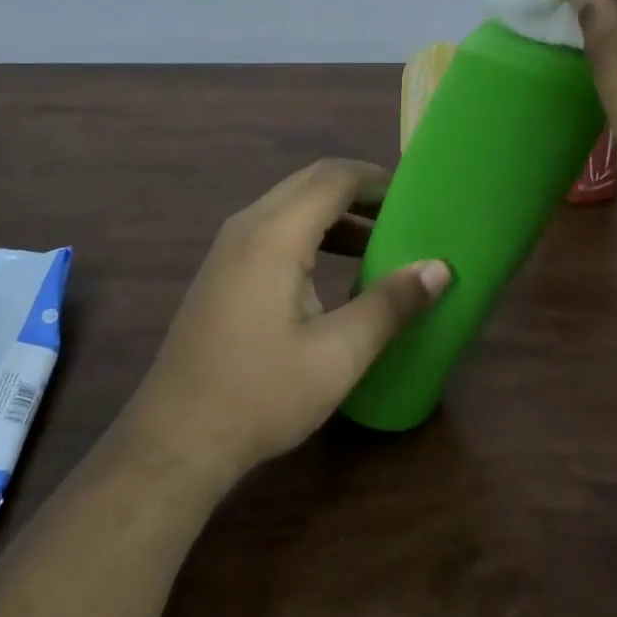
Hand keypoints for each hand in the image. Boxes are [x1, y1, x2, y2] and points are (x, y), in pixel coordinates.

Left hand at [116, 159, 450, 486]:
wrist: (176, 438)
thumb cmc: (262, 393)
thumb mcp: (338, 353)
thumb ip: (390, 304)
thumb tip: (439, 268)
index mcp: (275, 233)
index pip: (334, 177)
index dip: (378, 179)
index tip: (417, 197)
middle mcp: (247, 225)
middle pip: (310, 183)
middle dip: (359, 192)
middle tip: (404, 216)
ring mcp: (228, 247)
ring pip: (290, 205)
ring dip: (335, 214)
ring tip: (380, 242)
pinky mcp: (222, 270)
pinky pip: (273, 229)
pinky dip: (311, 233)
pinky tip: (334, 271)